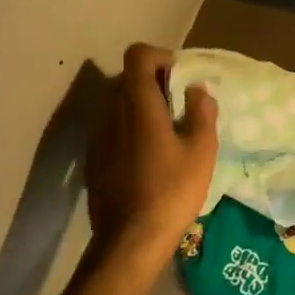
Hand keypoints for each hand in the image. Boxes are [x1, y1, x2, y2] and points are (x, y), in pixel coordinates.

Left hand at [85, 44, 218, 256]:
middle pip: (128, 78)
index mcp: (138, 104)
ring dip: (142, 108)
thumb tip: (197, 90)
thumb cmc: (172, 190)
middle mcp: (111, 112)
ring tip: (167, 135)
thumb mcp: (202, 150)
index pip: (138, 55)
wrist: (130, 240)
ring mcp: (98, 136)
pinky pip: (113, 129)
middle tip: (181, 108)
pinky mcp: (93, 158)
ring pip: (119, 104)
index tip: (181, 79)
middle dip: (155, 83)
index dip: (161, 57)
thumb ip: (201, 111)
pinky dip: (130, 130)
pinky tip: (148, 159)